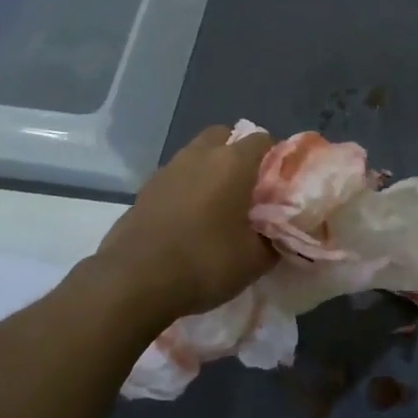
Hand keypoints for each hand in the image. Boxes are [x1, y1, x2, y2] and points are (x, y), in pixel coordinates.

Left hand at [91, 125, 275, 324]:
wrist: (134, 281)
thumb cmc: (204, 262)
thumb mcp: (256, 260)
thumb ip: (276, 238)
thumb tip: (283, 232)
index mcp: (232, 162)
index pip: (263, 140)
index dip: (276, 158)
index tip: (280, 184)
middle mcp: (199, 155)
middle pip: (224, 136)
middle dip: (238, 154)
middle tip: (248, 188)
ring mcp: (167, 170)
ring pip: (196, 155)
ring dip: (209, 171)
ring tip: (218, 206)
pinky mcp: (144, 190)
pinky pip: (175, 178)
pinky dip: (186, 189)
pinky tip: (189, 220)